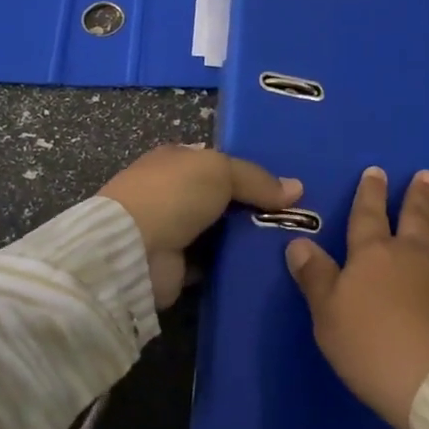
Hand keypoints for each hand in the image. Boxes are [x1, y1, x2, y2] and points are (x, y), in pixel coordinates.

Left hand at [98, 145, 300, 308]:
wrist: (132, 249)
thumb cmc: (174, 194)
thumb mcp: (221, 170)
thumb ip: (257, 179)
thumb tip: (297, 189)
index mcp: (176, 160)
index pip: (218, 162)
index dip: (248, 172)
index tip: (283, 186)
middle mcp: (171, 192)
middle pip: (221, 198)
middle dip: (252, 207)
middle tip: (294, 218)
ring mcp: (170, 230)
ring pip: (218, 232)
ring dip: (243, 239)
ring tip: (287, 244)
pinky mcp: (174, 267)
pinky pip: (212, 264)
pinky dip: (230, 266)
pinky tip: (262, 268)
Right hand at [284, 166, 428, 428]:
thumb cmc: (375, 349)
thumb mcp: (329, 317)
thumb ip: (316, 278)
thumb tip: (298, 242)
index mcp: (373, 255)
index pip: (368, 215)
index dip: (370, 193)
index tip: (377, 171)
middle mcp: (415, 254)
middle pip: (416, 217)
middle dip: (418, 196)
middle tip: (428, 176)